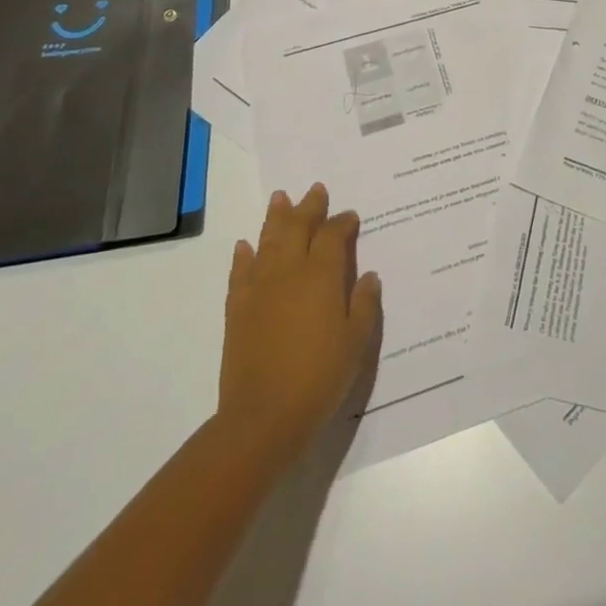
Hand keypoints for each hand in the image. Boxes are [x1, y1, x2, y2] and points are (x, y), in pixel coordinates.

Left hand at [217, 183, 380, 462]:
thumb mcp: (357, 342)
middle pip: (298, 227)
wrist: (263, 416)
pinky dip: (245, 254)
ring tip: (280, 198)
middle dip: (309, 207)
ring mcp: (260, 287)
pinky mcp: (237, 307)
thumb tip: (368, 275)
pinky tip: (246, 245)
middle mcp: (289, 271)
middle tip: (316, 190)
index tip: (350, 217)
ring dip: (275, 217)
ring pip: (268, 240)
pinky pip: (240, 270)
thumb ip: (365, 304)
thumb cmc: (319, 377)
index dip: (343, 222)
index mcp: (321, 275)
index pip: (333, 235)